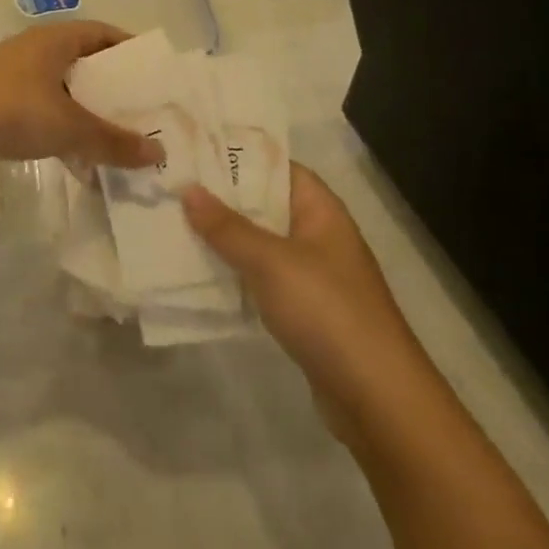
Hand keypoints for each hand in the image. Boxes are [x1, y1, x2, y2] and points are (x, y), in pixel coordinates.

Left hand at [0, 21, 164, 172]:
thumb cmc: (8, 108)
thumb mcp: (68, 125)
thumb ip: (112, 141)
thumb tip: (158, 154)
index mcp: (56, 40)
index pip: (104, 34)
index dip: (131, 51)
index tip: (156, 77)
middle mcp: (37, 53)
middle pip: (86, 67)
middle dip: (114, 92)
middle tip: (145, 119)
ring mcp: (15, 79)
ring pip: (64, 95)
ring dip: (89, 118)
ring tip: (119, 147)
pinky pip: (42, 116)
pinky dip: (62, 135)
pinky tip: (78, 164)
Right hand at [184, 164, 422, 443]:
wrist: (376, 398)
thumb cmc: (327, 311)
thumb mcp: (271, 262)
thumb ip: (227, 226)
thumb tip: (188, 190)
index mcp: (320, 211)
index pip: (277, 167)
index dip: (238, 156)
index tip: (193, 150)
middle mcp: (317, 235)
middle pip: (264, 204)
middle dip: (221, 197)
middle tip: (172, 185)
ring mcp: (311, 274)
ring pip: (259, 243)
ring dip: (223, 236)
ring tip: (172, 221)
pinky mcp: (302, 310)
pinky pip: (260, 277)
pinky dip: (233, 272)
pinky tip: (197, 270)